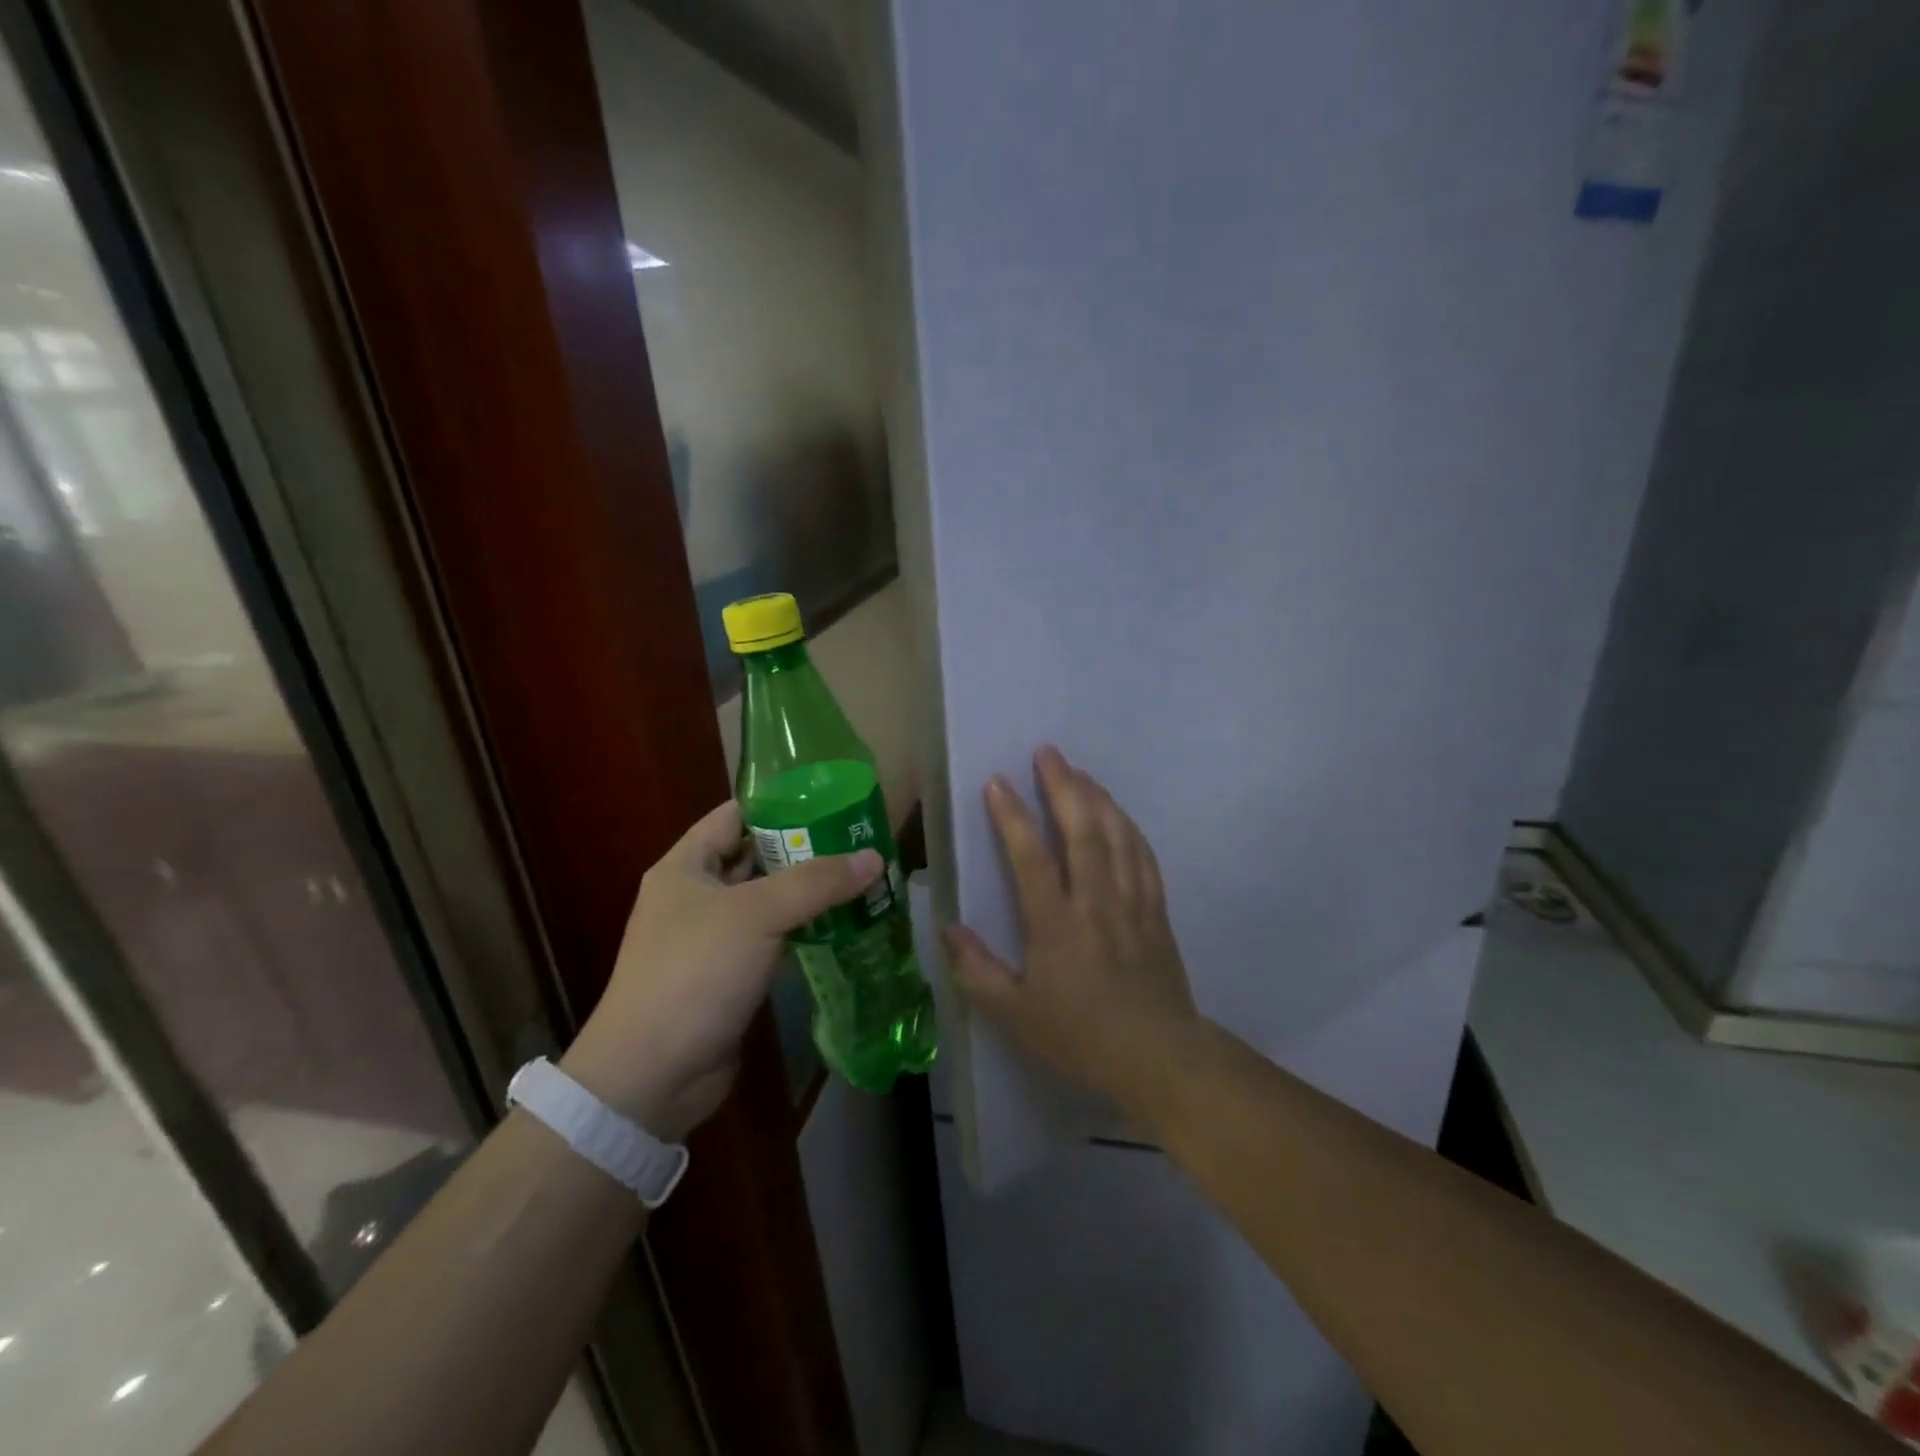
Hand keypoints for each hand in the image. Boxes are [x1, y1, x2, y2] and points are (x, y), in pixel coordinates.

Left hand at [562, 801, 882, 1140]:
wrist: (652, 1076)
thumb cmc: (694, 973)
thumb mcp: (756, 915)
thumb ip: (817, 882)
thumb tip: (874, 858)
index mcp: (686, 867)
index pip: (736, 815)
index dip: (780, 803)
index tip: (832, 799)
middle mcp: (696, 896)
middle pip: (756, 857)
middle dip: (806, 849)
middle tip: (859, 841)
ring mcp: (712, 938)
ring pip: (769, 901)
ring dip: (809, 893)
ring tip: (862, 877)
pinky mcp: (730, 975)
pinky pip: (773, 939)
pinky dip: (804, 930)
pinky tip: (844, 925)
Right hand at [943, 746, 1200, 1112]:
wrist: (1159, 1057)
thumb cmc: (1080, 1036)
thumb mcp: (1016, 1015)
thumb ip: (977, 971)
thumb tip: (947, 929)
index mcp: (1056, 924)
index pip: (1030, 857)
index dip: (1012, 817)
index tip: (996, 782)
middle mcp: (1095, 901)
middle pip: (1082, 830)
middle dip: (1063, 786)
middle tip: (1047, 752)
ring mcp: (1132, 902)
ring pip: (1116, 835)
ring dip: (1097, 797)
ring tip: (1079, 771)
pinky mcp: (1156, 910)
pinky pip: (1144, 856)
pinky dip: (1129, 827)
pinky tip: (1119, 813)